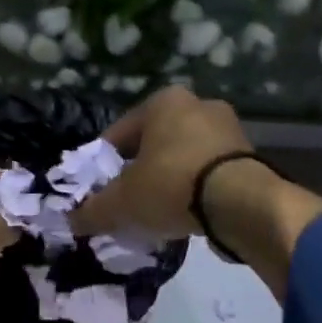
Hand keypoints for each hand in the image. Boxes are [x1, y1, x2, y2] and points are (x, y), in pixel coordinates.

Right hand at [68, 86, 321, 300]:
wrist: (241, 204)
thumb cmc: (171, 186)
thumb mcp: (120, 203)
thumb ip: (92, 211)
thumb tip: (72, 221)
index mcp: (163, 102)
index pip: (118, 133)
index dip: (102, 165)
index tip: (97, 191)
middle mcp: (198, 105)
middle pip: (153, 144)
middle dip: (138, 172)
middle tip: (125, 202)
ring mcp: (228, 129)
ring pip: (182, 158)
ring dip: (167, 181)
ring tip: (154, 212)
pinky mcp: (249, 157)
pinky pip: (207, 173)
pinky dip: (193, 190)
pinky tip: (184, 214)